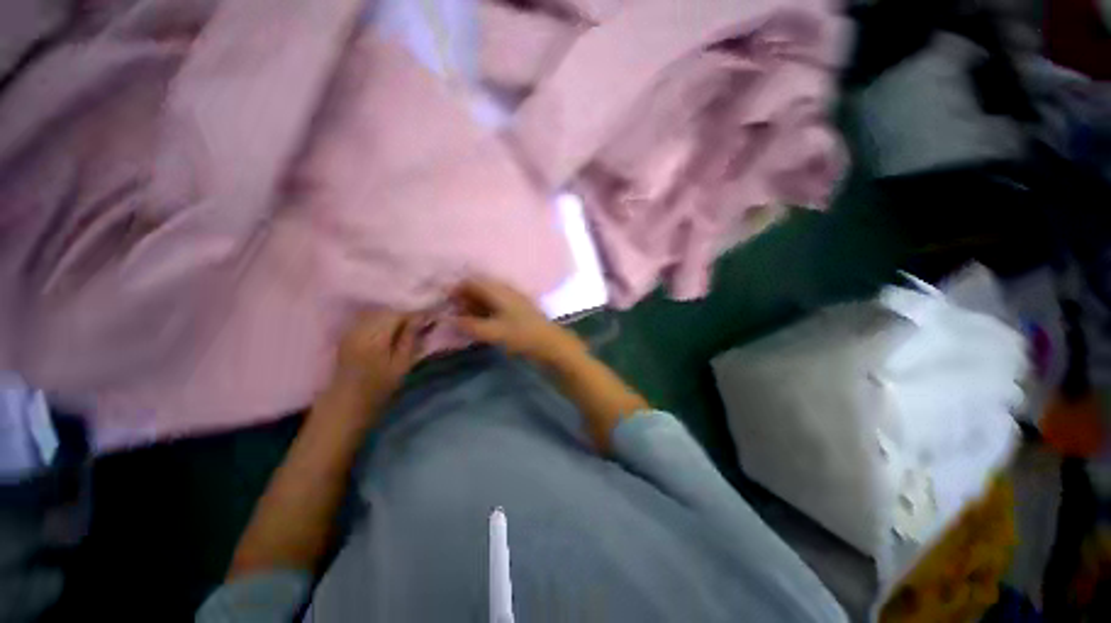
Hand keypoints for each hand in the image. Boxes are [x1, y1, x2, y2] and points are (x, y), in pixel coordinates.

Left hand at [328, 310, 422, 411]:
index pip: (397, 314)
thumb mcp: (401, 365)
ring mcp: (350, 331)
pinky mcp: (347, 334)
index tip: (429, 319)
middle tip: (419, 323)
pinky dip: (380, 321)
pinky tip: (388, 330)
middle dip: (403, 314)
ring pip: (376, 313)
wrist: (345, 403)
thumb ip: (410, 339)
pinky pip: (367, 319)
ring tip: (405, 327)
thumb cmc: (379, 388)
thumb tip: (421, 318)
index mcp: (374, 338)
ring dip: (392, 317)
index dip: (414, 314)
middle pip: (385, 311)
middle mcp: (359, 329)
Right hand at [451, 277, 583, 363]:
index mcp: (499, 290)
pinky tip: (479, 321)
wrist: (550, 343)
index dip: (456, 288)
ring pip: (487, 296)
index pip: (472, 281)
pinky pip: (495, 305)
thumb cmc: (522, 335)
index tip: (443, 300)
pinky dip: (484, 311)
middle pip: (479, 287)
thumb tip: (449, 319)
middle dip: (463, 297)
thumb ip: (469, 325)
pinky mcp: (517, 310)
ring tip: (462, 318)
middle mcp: (505, 290)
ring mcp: (513, 299)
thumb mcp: (493, 332)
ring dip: (473, 305)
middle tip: (451, 311)